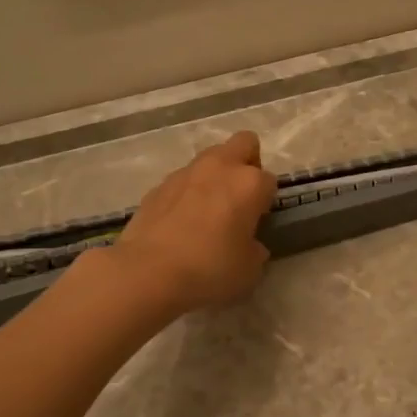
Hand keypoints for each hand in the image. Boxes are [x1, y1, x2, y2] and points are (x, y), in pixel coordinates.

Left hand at [110, 131, 276, 314]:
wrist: (147, 273)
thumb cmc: (209, 270)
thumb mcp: (249, 270)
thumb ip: (254, 249)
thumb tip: (248, 244)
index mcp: (249, 183)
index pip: (270, 181)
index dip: (266, 201)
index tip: (258, 221)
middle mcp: (220, 167)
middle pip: (243, 143)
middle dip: (246, 163)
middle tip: (239, 198)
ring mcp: (185, 173)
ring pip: (209, 159)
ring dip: (214, 177)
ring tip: (207, 212)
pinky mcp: (157, 186)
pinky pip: (182, 181)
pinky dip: (186, 194)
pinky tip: (179, 223)